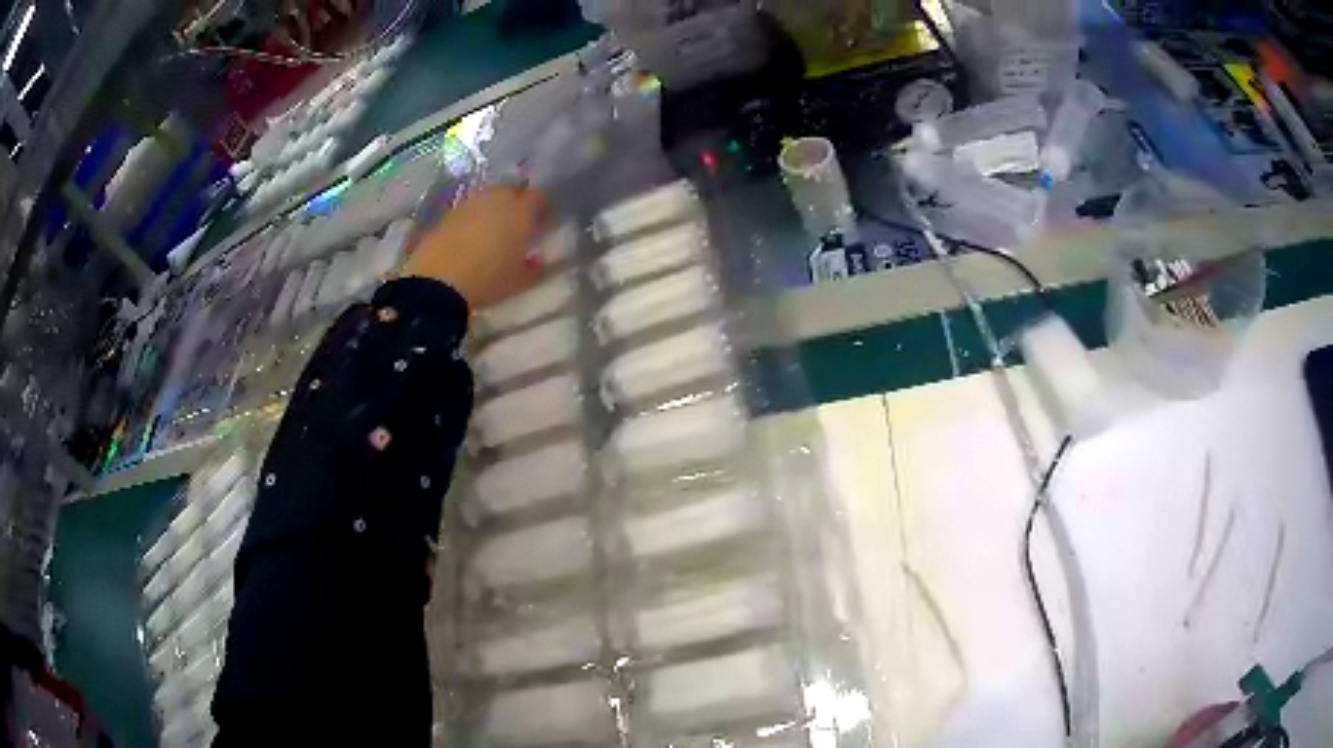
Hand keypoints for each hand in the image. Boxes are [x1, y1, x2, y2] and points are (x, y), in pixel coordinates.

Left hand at [402, 185, 551, 309]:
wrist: (439, 282)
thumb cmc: (488, 280)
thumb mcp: (519, 281)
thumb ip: (535, 267)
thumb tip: (540, 259)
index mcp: (520, 212)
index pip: (538, 198)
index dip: (542, 209)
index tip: (542, 224)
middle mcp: (496, 199)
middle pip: (510, 190)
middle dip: (516, 202)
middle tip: (517, 224)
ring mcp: (468, 204)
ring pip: (486, 198)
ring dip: (492, 209)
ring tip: (491, 231)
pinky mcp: (446, 215)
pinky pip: (466, 211)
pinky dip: (471, 220)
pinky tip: (468, 238)